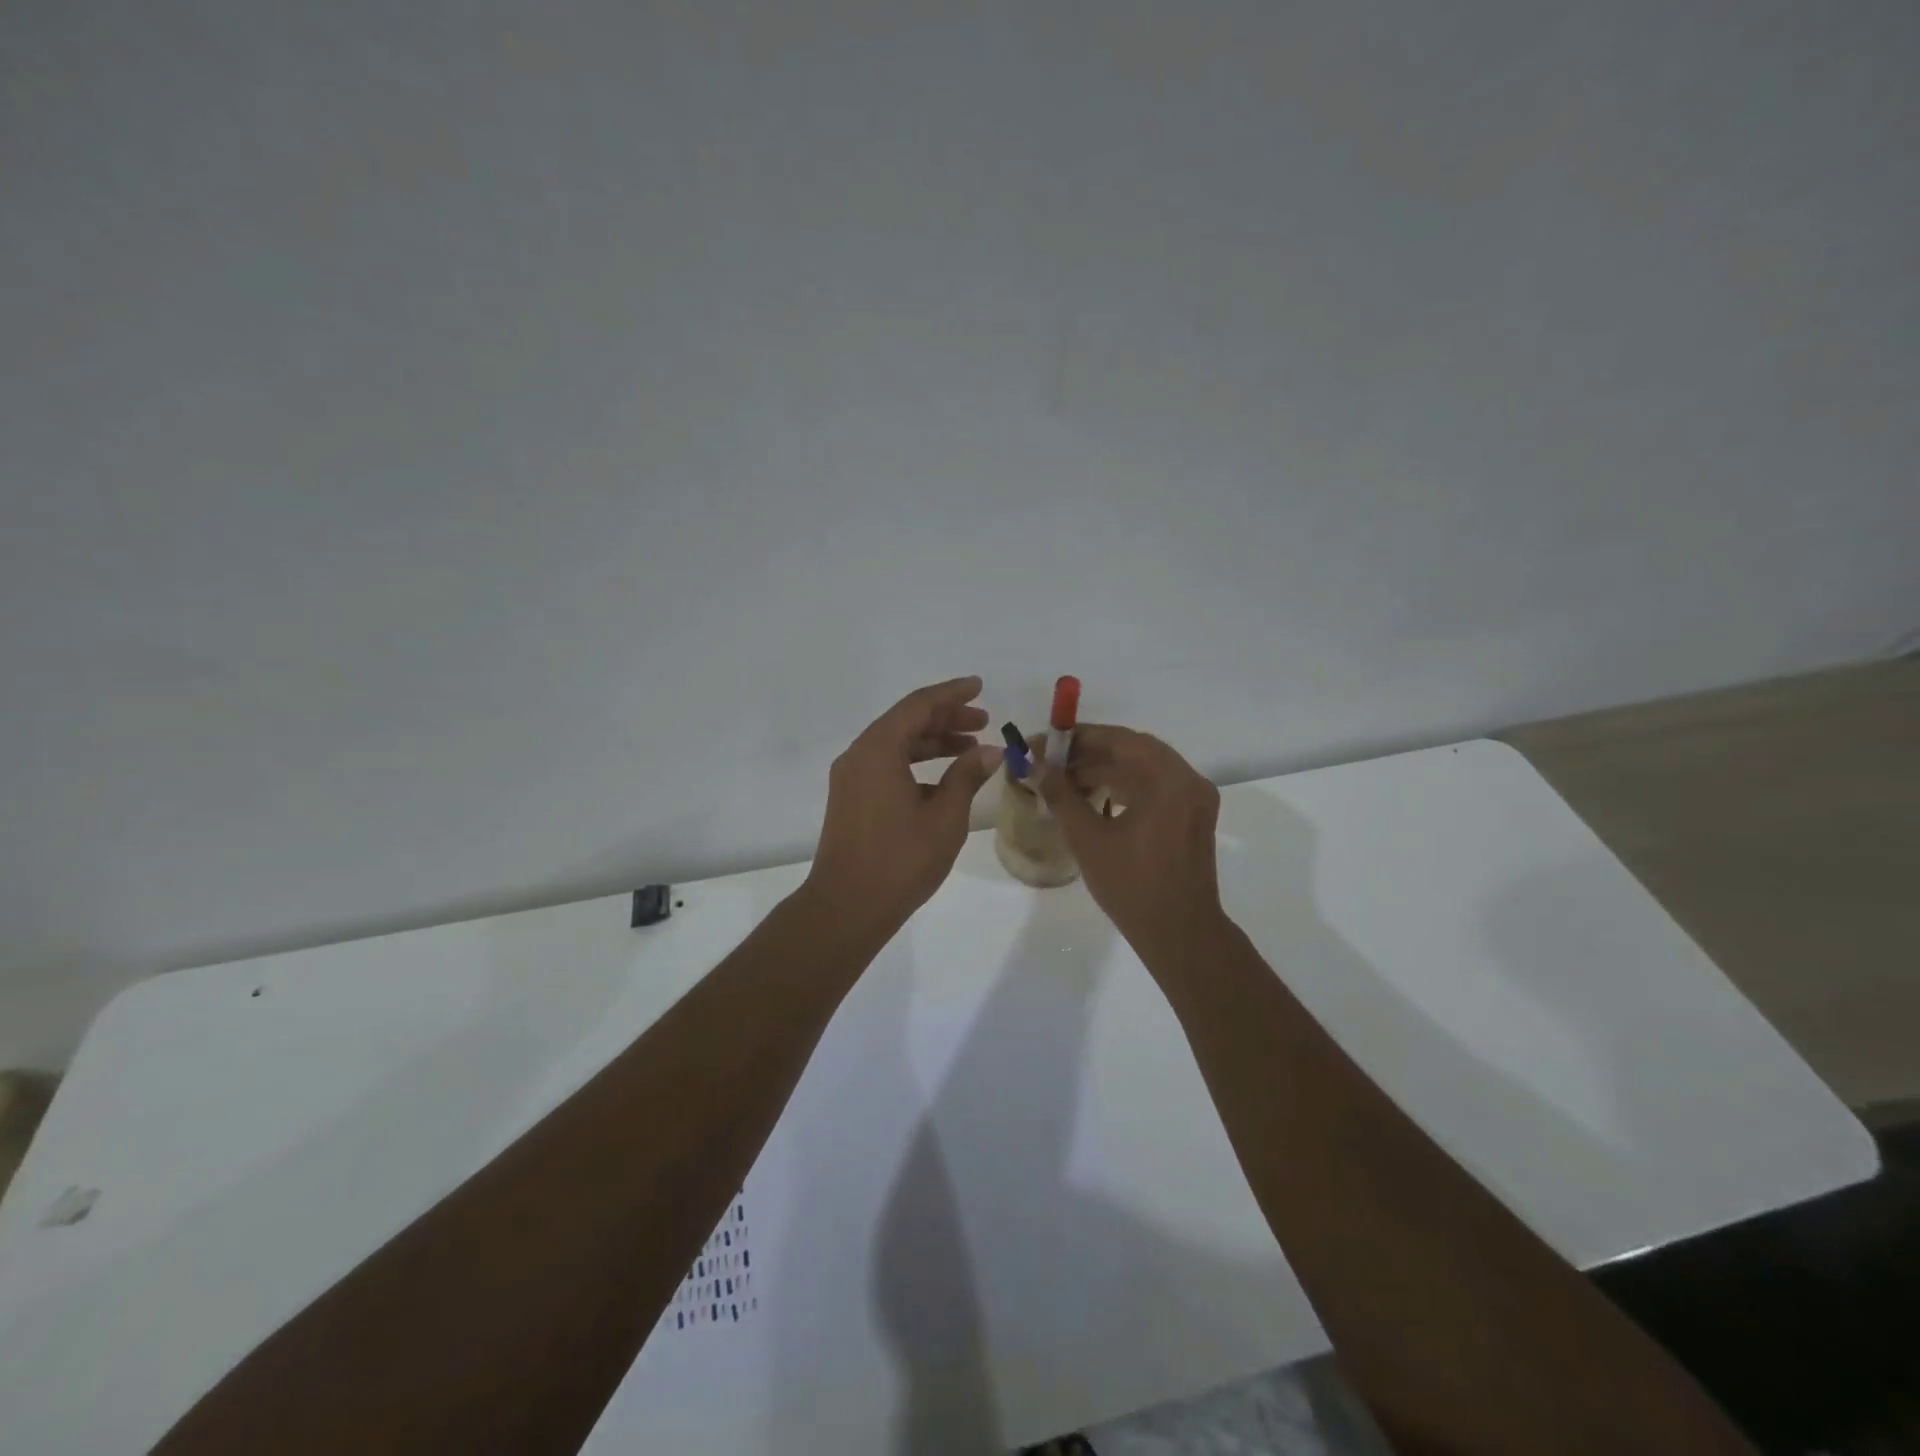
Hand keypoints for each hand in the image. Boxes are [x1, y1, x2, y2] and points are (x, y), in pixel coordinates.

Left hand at [804, 676, 1001, 938]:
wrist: (847, 906)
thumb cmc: (900, 860)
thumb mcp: (944, 817)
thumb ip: (966, 776)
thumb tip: (990, 751)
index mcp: (879, 749)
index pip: (919, 705)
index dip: (952, 694)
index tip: (980, 687)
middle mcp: (859, 754)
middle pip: (906, 721)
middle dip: (946, 718)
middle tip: (983, 722)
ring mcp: (851, 777)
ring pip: (896, 744)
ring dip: (933, 741)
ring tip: (971, 749)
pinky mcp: (850, 798)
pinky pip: (886, 765)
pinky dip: (915, 763)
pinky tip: (944, 780)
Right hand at [1034, 725, 1226, 960]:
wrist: (1180, 935)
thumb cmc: (1133, 886)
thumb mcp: (1088, 838)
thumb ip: (1061, 795)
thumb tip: (1036, 766)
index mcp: (1169, 779)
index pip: (1119, 740)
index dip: (1077, 738)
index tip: (1043, 743)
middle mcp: (1188, 780)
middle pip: (1132, 751)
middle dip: (1087, 754)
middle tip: (1049, 761)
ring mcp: (1193, 800)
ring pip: (1142, 770)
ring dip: (1103, 770)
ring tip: (1062, 780)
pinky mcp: (1191, 818)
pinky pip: (1153, 789)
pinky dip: (1122, 787)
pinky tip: (1091, 796)